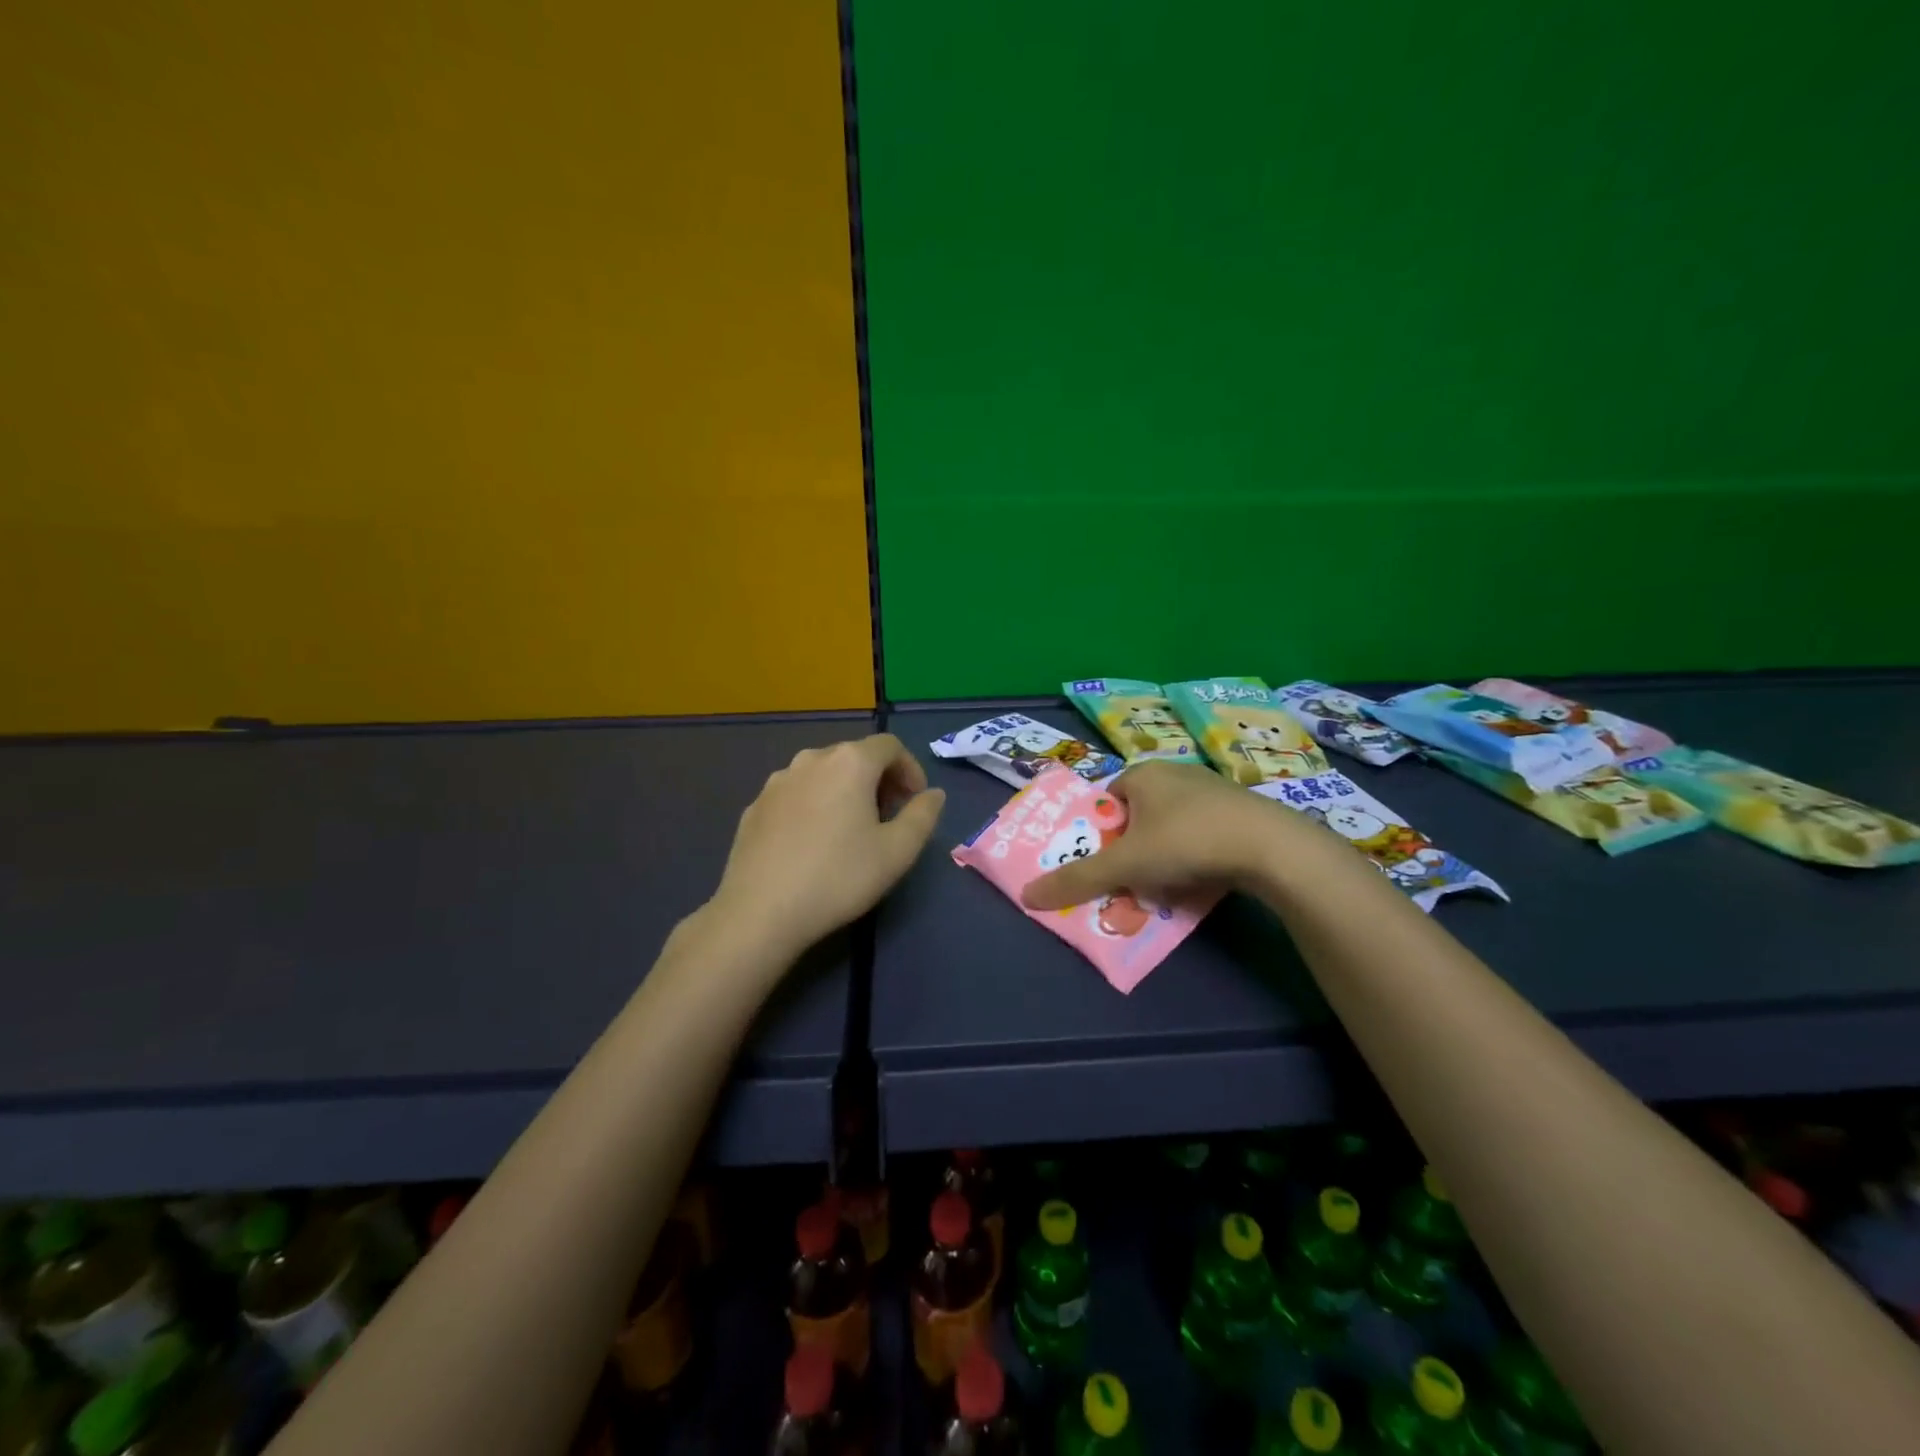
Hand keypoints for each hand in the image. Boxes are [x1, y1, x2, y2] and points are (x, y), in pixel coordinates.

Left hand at [712, 734, 945, 955]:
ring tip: (851, 829)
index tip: (915, 801)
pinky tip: (813, 843)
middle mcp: (811, 760)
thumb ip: (923, 815)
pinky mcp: (755, 806)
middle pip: (854, 756)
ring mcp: (777, 781)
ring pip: (822, 774)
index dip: (910, 769)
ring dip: (845, 791)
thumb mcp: (897, 851)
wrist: (760, 911)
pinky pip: (796, 794)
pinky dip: (814, 805)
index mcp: (849, 762)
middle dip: (879, 780)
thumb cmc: (839, 877)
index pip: (890, 746)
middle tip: (889, 817)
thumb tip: (932, 794)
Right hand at [1022, 761, 1311, 909]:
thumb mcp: (1124, 865)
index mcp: (1142, 773)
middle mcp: (1174, 772)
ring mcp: (1211, 789)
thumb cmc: (1185, 842)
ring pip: (1172, 826)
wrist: (1271, 847)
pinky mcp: (1241, 810)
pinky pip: (1203, 833)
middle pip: (1138, 816)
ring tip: (1169, 886)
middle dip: (1133, 850)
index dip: (1103, 834)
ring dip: (1165, 856)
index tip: (1110, 865)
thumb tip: (1026, 896)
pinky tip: (1203, 878)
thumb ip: (1077, 879)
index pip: (1107, 801)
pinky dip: (1196, 855)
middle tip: (1135, 881)